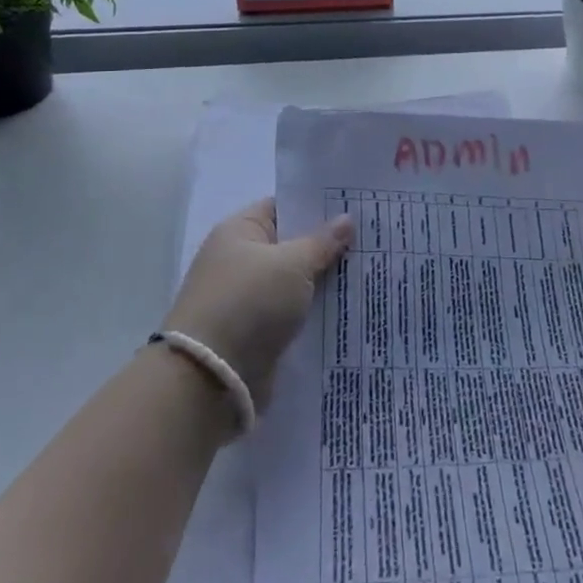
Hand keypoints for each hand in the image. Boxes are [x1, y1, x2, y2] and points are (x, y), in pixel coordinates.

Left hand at [161, 199, 351, 412]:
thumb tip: (346, 219)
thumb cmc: (249, 303)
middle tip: (372, 239)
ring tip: (370, 272)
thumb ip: (322, 242)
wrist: (210, 378)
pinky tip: (349, 308)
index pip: (283, 206)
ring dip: (325, 282)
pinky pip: (293, 313)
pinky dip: (315, 312)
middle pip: (292, 245)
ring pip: (296, 282)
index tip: (356, 206)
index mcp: (240, 231)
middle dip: (328, 245)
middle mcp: (240, 260)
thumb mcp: (293, 264)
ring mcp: (248, 298)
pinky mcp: (256, 333)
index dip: (317, 205)